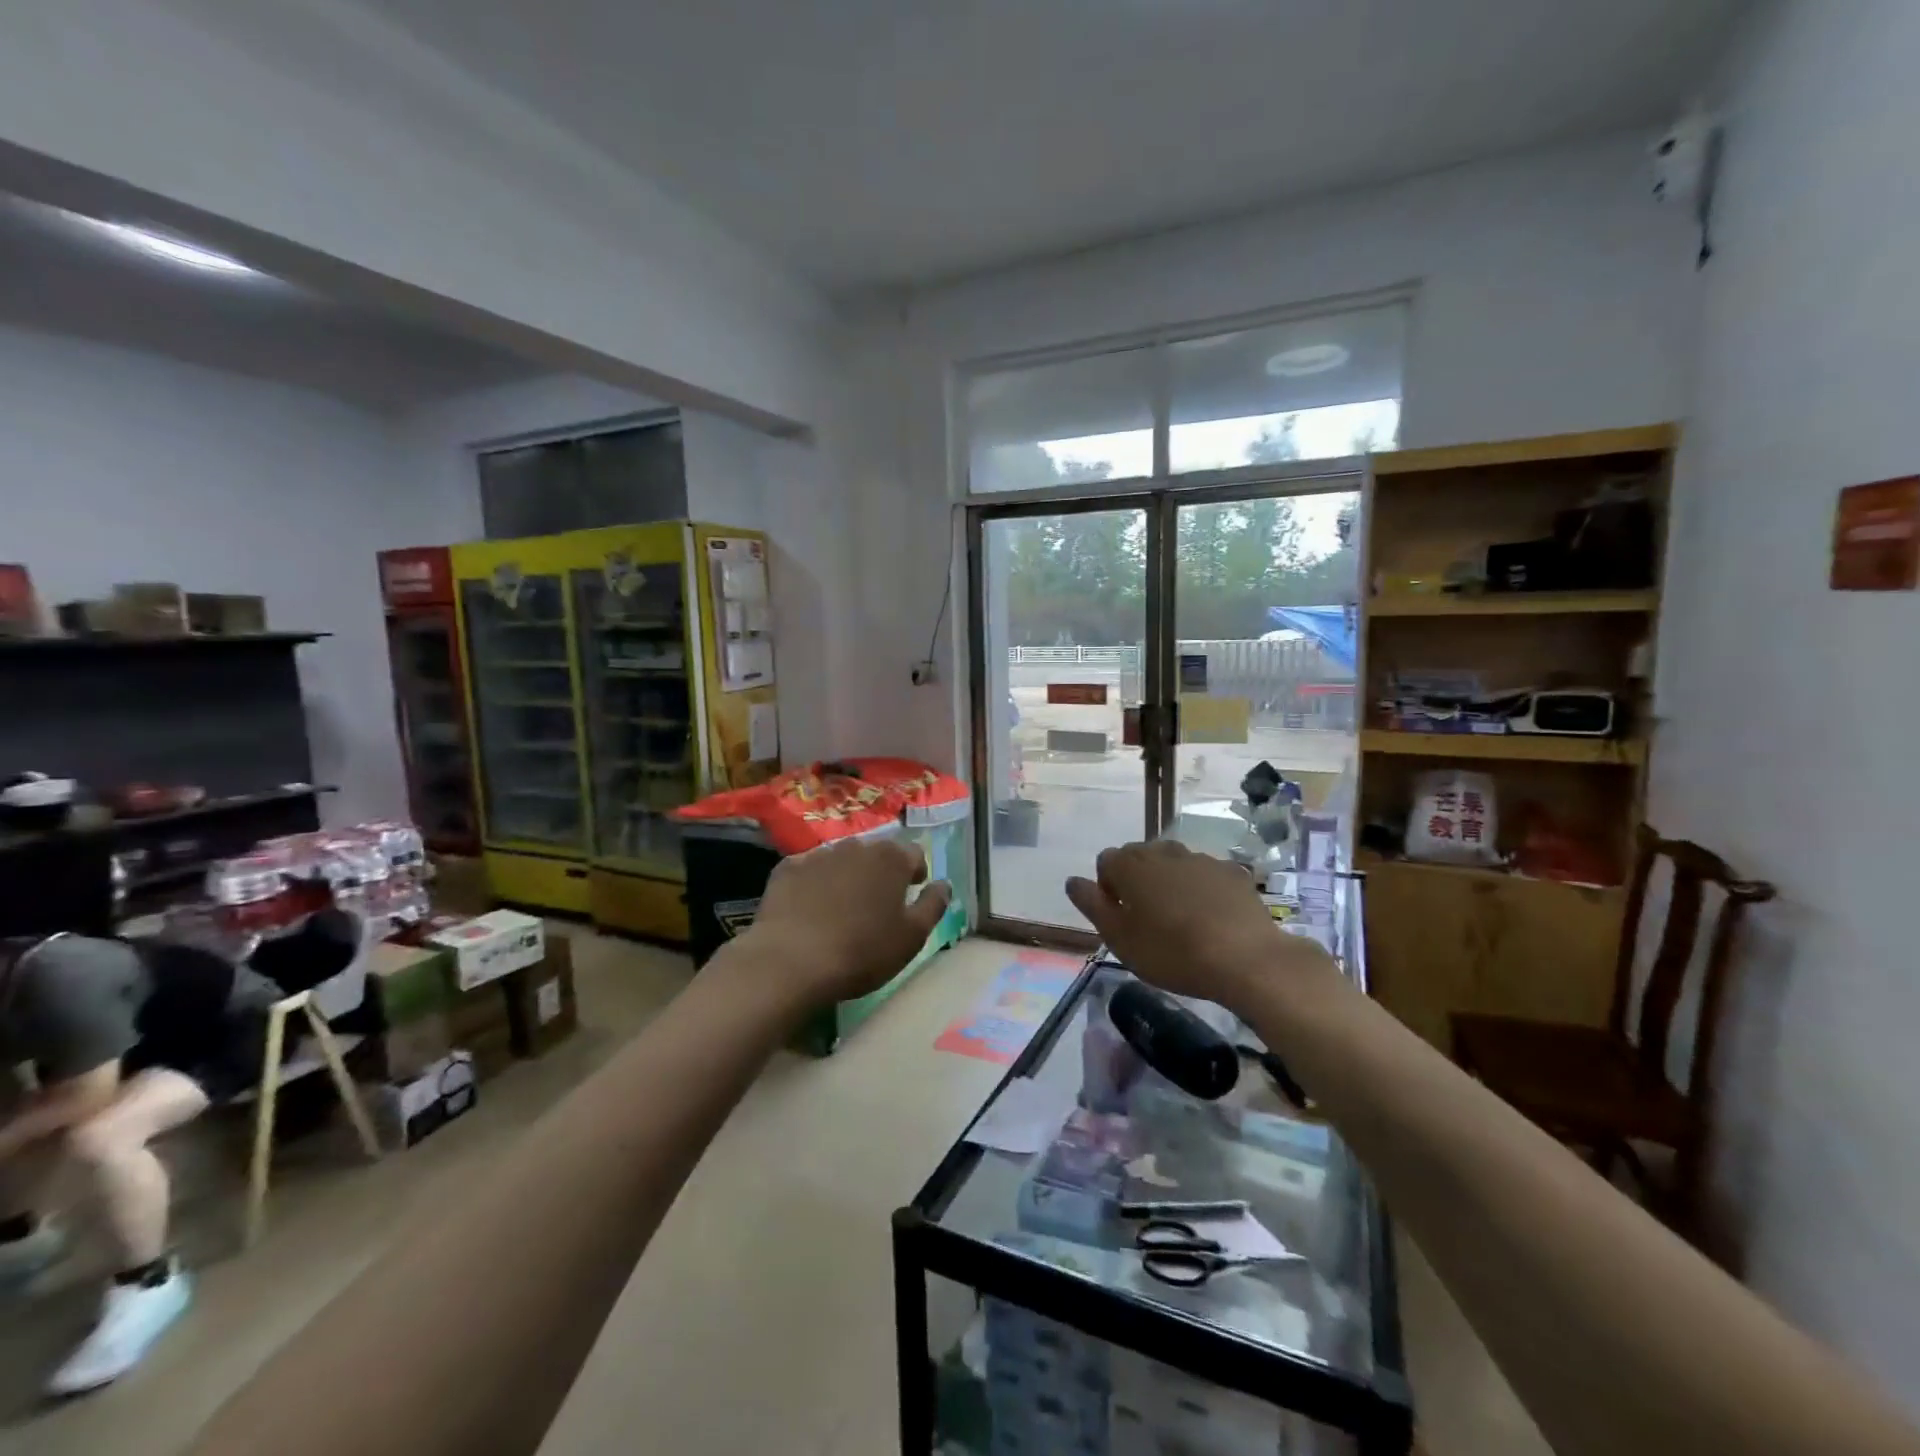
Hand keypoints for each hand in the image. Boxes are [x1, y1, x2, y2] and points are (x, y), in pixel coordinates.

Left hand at [734, 837, 952, 1010]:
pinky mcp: (786, 868)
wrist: (790, 961)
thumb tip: (943, 884)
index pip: (914, 854)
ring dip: (847, 876)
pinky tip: (809, 909)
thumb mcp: (912, 937)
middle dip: (880, 873)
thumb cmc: (862, 952)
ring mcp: (818, 854)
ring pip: (841, 860)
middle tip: (877, 904)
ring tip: (842, 908)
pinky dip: (814, 884)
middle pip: (876, 854)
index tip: (912, 893)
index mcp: (891, 859)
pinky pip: (808, 871)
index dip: (916, 873)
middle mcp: (856, 846)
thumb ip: (933, 905)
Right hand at [1066, 840, 1335, 1011]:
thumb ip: (1091, 904)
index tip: (1120, 919)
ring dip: (1170, 884)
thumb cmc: (1171, 952)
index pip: (1105, 862)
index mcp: (1131, 865)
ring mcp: (1201, 858)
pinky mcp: (1232, 872)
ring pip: (1174, 865)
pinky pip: (1206, 876)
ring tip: (1181, 921)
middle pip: (1139, 858)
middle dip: (1137, 882)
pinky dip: (1202, 890)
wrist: (1246, 958)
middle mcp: (1163, 851)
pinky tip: (1212, 920)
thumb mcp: (1119, 938)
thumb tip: (1073, 881)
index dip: (1107, 889)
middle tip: (1147, 921)